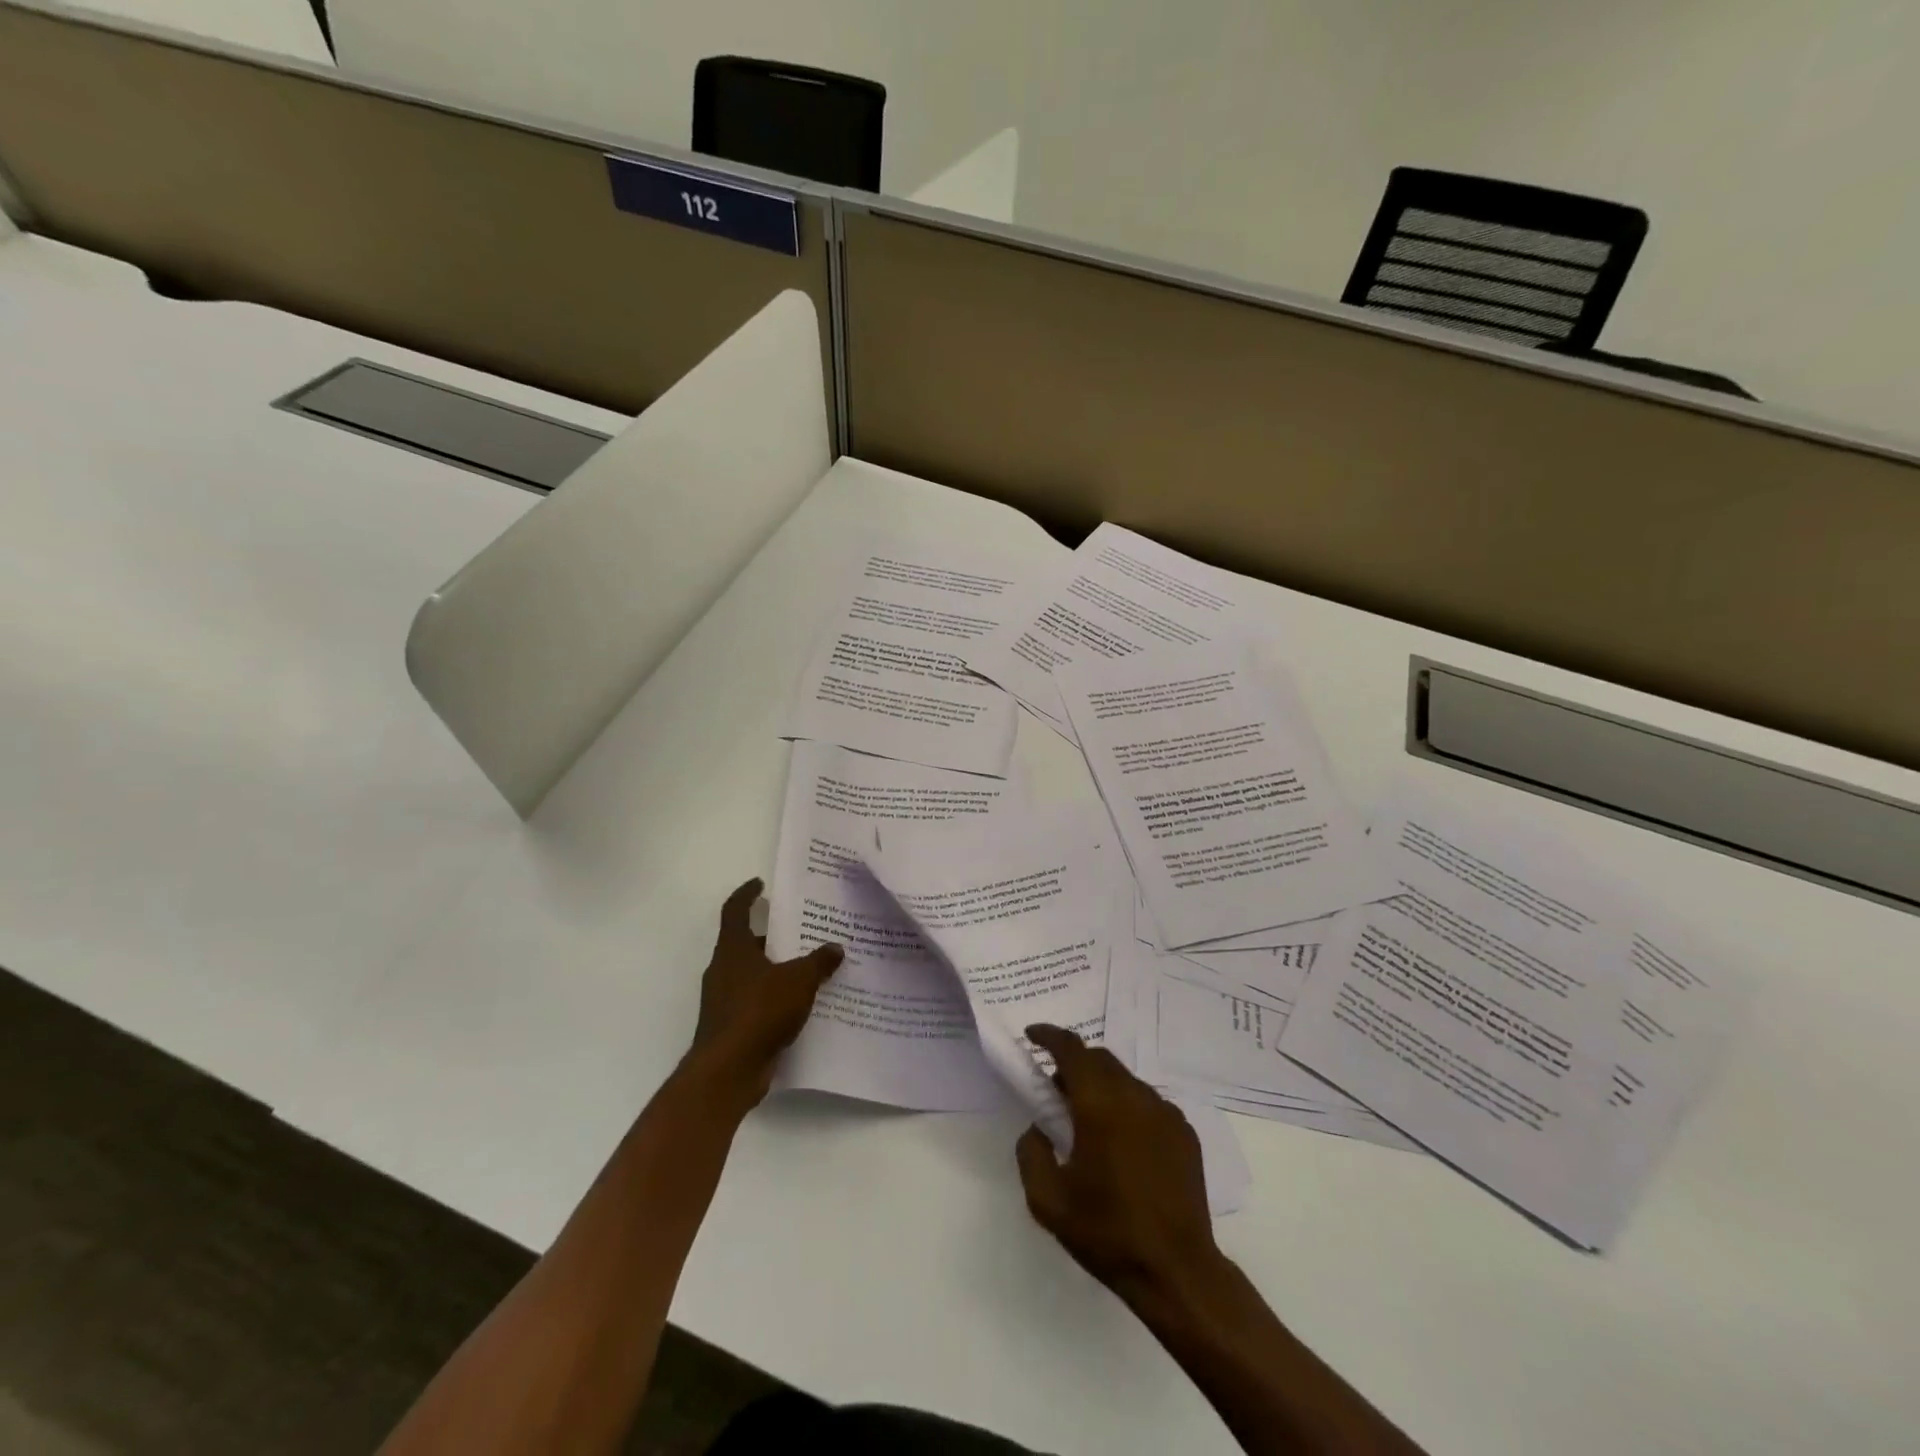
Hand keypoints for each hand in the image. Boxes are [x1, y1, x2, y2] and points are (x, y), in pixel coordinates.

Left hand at [682, 878, 842, 1111]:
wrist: (728, 1071)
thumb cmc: (759, 1012)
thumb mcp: (798, 980)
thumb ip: (819, 961)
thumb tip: (836, 947)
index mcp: (733, 950)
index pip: (735, 911)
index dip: (747, 894)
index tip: (760, 884)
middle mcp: (723, 970)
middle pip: (747, 943)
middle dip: (772, 936)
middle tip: (803, 930)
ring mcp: (724, 1000)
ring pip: (753, 974)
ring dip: (776, 969)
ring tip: (810, 967)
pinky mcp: (731, 1026)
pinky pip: (756, 1002)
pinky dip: (775, 998)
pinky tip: (802, 1004)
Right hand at [1015, 1024, 1219, 1303]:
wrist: (1176, 1271)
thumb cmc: (1107, 1232)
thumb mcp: (1047, 1200)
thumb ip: (1031, 1151)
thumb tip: (1038, 1127)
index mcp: (1100, 1105)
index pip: (1071, 1049)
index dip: (1048, 1036)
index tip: (1031, 1036)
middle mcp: (1136, 1097)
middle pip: (1100, 1058)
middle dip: (1074, 1063)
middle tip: (1056, 1091)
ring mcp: (1166, 1113)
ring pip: (1125, 1079)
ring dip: (1102, 1086)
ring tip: (1089, 1122)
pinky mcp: (1185, 1133)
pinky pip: (1148, 1103)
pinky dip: (1128, 1107)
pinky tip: (1123, 1145)